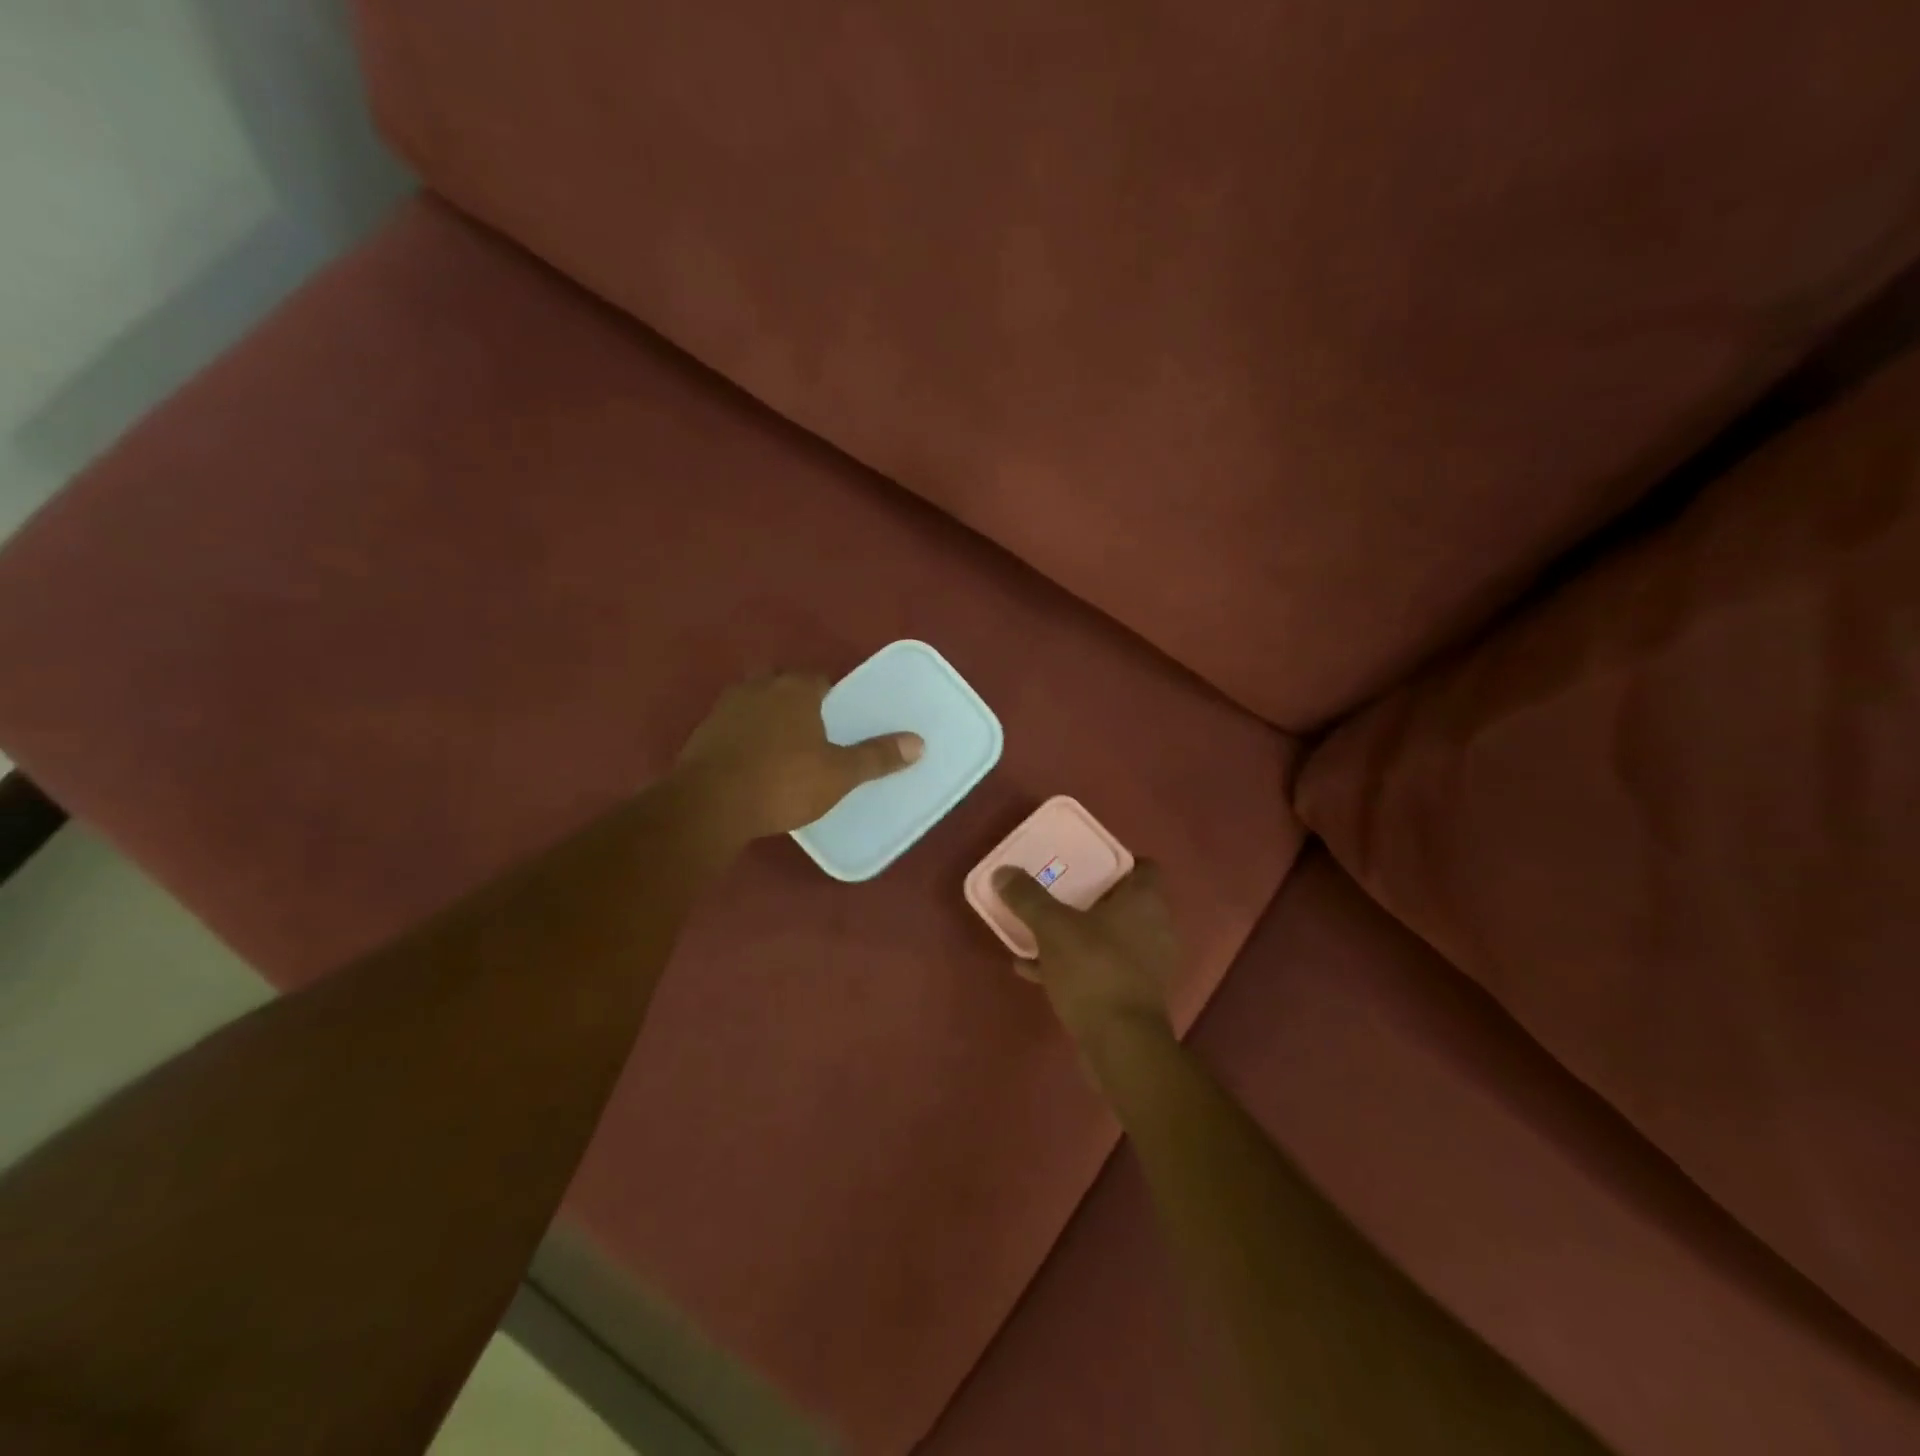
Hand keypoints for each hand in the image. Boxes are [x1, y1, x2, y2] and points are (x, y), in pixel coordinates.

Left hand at [674, 672, 923, 843]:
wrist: (710, 804)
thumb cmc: (783, 782)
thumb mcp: (838, 774)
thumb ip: (877, 757)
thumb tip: (918, 742)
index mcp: (795, 689)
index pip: (819, 679)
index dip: (831, 696)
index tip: (838, 718)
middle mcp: (758, 687)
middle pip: (783, 685)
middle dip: (796, 701)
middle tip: (812, 731)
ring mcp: (725, 708)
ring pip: (754, 703)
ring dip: (767, 717)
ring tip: (783, 748)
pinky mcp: (702, 733)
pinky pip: (732, 726)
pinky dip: (744, 737)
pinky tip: (752, 763)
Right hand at [992, 862, 1180, 1069]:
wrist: (1120, 1045)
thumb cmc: (1095, 970)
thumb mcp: (1053, 928)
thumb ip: (1028, 898)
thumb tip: (1003, 872)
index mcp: (1145, 902)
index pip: (1144, 866)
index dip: (1117, 860)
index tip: (1084, 860)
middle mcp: (1154, 928)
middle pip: (1121, 901)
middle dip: (1087, 897)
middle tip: (1055, 890)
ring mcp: (1145, 964)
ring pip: (1107, 936)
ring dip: (1076, 933)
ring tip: (1037, 930)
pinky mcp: (1132, 995)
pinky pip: (1099, 967)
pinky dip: (1072, 964)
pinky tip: (1033, 969)